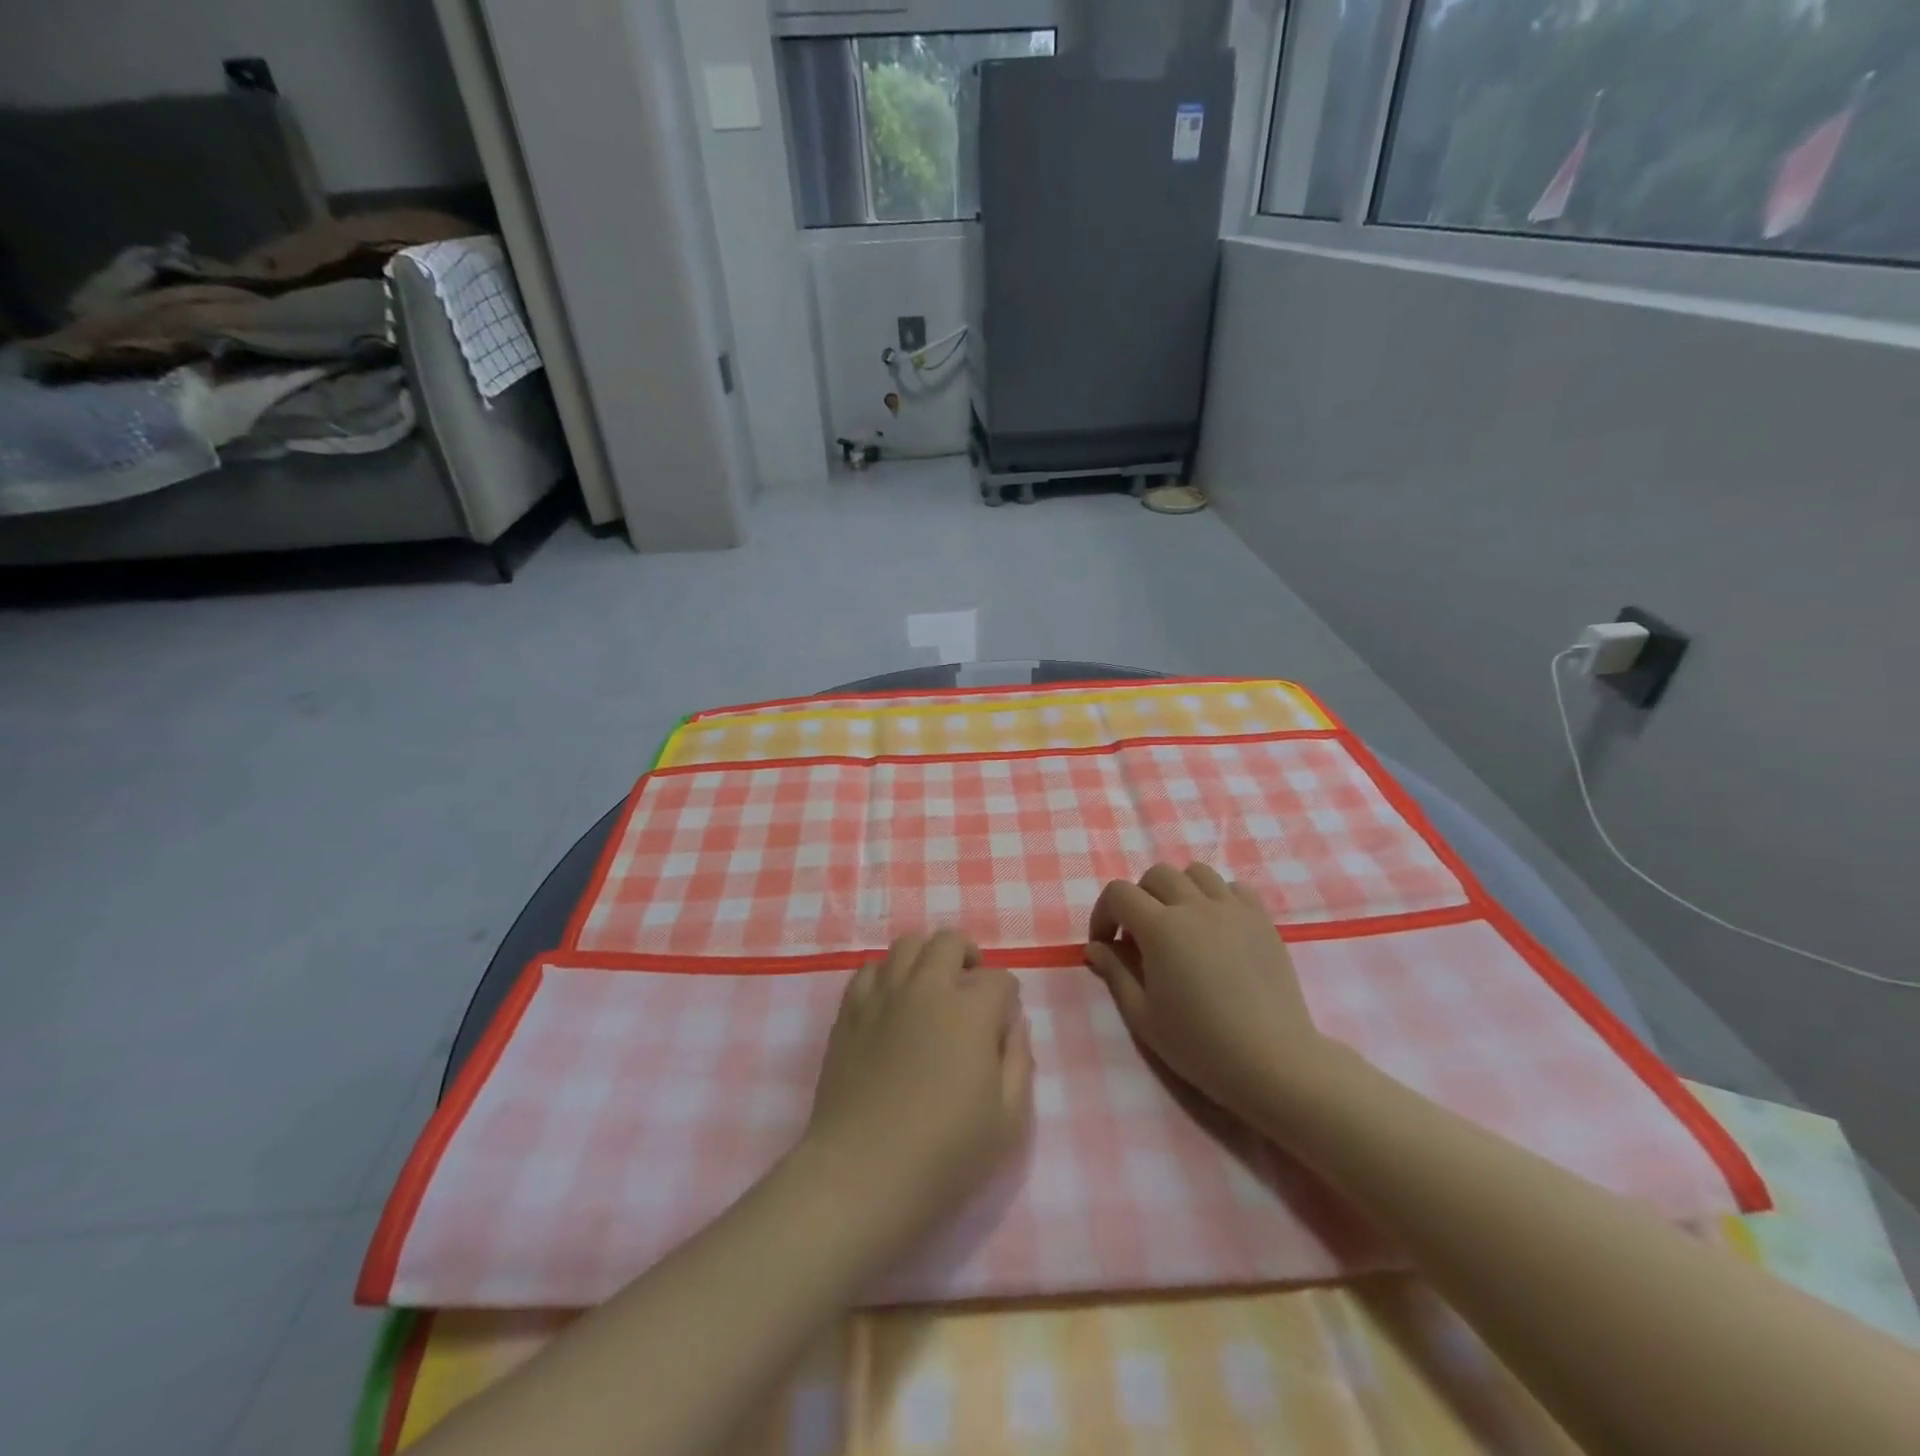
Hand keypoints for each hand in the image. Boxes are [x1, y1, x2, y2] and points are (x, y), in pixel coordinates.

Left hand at [800, 931, 1033, 1245]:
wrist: (862, 1174)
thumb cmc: (945, 1154)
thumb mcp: (1008, 1120)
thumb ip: (1019, 1061)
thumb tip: (1014, 1024)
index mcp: (970, 1011)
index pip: (1000, 979)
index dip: (1007, 998)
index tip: (1003, 1023)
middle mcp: (927, 988)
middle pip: (949, 942)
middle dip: (968, 957)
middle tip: (970, 989)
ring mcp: (884, 995)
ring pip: (907, 945)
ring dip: (926, 958)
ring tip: (931, 987)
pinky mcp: (850, 1010)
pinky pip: (870, 969)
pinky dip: (887, 975)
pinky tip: (892, 1002)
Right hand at [1085, 863, 1330, 1124]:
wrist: (1272, 1062)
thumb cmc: (1200, 1045)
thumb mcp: (1143, 1016)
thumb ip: (1115, 973)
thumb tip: (1095, 947)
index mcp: (1161, 928)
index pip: (1119, 894)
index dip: (1103, 914)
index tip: (1105, 944)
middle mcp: (1195, 906)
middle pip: (1156, 875)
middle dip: (1139, 899)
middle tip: (1140, 935)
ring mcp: (1233, 909)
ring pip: (1196, 873)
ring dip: (1178, 890)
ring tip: (1180, 923)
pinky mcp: (1262, 919)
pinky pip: (1234, 887)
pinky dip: (1217, 897)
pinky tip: (1217, 928)